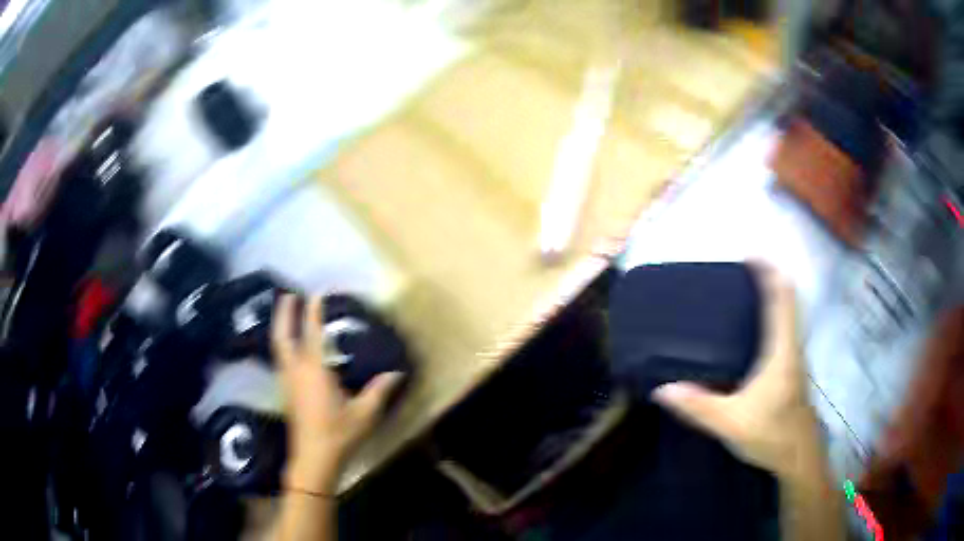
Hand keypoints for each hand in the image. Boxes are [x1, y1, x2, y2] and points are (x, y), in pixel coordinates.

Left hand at [272, 294, 401, 491]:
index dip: (313, 311)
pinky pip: (280, 360)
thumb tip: (395, 373)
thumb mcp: (365, 413)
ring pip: (278, 348)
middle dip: (284, 313)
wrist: (314, 458)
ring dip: (280, 327)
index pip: (312, 333)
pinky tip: (289, 348)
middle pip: (283, 336)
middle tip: (288, 295)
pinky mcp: (286, 393)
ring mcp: (288, 382)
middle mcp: (296, 371)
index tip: (317, 293)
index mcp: (315, 370)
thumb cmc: (339, 434)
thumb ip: (379, 390)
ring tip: (285, 315)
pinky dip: (282, 345)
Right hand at [652, 266, 820, 477]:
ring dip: (774, 296)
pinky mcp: (793, 369)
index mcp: (781, 351)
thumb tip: (662, 389)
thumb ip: (698, 406)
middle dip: (770, 278)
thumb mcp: (730, 423)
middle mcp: (793, 347)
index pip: (781, 299)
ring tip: (747, 293)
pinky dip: (774, 315)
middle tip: (743, 270)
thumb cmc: (770, 434)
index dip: (769, 273)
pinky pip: (786, 329)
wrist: (798, 456)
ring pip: (790, 314)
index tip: (750, 256)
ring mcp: (796, 358)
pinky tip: (756, 330)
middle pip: (788, 300)